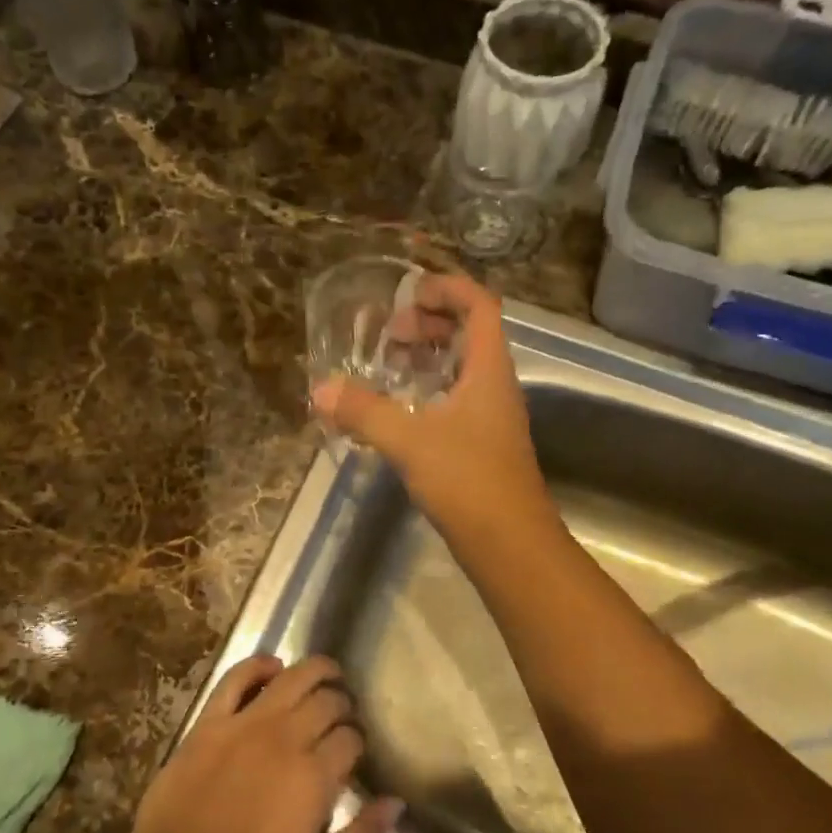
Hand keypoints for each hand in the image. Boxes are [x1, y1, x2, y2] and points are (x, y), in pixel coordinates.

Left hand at [131, 655, 401, 832]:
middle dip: (342, 703)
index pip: (351, 738)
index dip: (358, 740)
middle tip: (342, 714)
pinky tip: (273, 665)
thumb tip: (396, 801)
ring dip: (315, 670)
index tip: (354, 751)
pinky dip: (257, 665)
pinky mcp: (211, 721)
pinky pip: (236, 678)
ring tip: (326, 673)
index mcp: (314, 776)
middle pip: (327, 701)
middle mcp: (285, 738)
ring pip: (291, 678)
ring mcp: (245, 724)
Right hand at [311, 273, 552, 538]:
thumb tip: (321, 390)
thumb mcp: (410, 441)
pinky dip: (428, 392)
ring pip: (462, 370)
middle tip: (390, 335)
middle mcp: (495, 386)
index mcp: (489, 370)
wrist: (510, 544)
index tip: (407, 290)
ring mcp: (491, 417)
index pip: (479, 306)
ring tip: (388, 366)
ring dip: (428, 359)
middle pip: (470, 334)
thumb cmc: (468, 481)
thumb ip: (365, 412)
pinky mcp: (481, 445)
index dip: (447, 288)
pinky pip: (455, 400)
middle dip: (430, 323)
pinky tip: (398, 411)